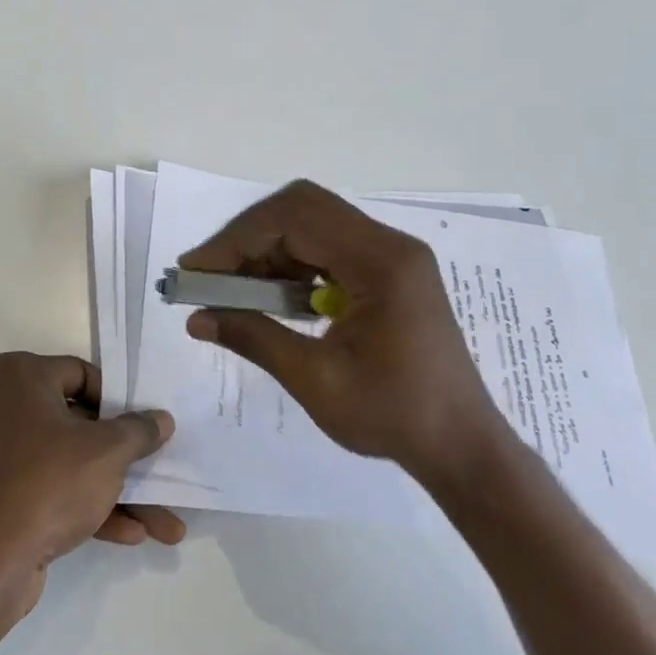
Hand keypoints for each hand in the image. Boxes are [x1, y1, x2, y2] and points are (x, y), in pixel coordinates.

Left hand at [0, 353, 179, 617]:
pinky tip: (129, 534)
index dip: (119, 402)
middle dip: (125, 459)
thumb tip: (160, 419)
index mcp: (16, 376)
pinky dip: (83, 506)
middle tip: (159, 473)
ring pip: (65, 463)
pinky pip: (45, 489)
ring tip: (165, 526)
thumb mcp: (107, 452)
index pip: (80, 374)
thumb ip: (139, 430)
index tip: (144, 427)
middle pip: (76, 424)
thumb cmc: (46, 483)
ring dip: (114, 492)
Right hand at [179, 180, 519, 497]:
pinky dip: (290, 265)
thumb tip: (195, 318)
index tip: (196, 271)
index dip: (238, 239)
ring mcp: (392, 257)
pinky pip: (328, 249)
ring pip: (313, 225)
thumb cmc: (393, 416)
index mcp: (381, 262)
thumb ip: (254, 338)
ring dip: (267, 251)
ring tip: (232, 290)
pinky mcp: (389, 273)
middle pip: (303, 209)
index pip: (295, 218)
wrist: (460, 444)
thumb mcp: (316, 380)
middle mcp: (390, 245)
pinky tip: (271, 298)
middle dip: (248, 238)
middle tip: (210, 276)